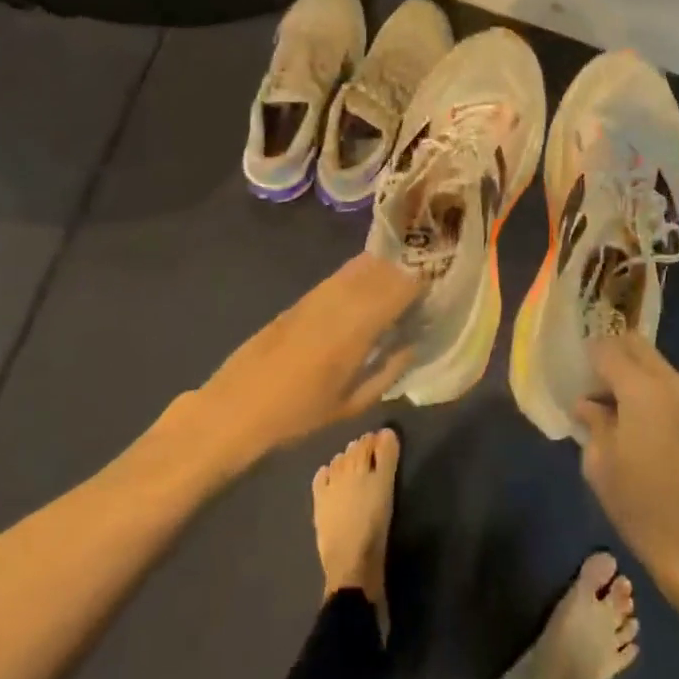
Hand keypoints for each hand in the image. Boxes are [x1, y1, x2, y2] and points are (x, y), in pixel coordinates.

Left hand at [165, 256, 419, 469]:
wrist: (234, 409)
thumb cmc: (296, 415)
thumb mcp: (351, 405)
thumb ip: (388, 372)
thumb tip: (412, 345)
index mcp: (356, 328)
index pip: (400, 287)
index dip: (424, 277)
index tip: (443, 278)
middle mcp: (340, 302)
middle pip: (383, 268)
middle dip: (411, 264)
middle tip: (433, 269)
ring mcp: (319, 296)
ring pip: (362, 266)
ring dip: (388, 262)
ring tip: (410, 267)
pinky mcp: (303, 298)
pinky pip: (342, 274)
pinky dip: (364, 270)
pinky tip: (374, 278)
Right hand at [574, 329, 678, 591]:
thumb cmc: (642, 506)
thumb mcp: (601, 465)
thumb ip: (593, 423)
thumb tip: (588, 404)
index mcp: (643, 390)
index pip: (609, 349)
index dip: (587, 355)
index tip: (572, 372)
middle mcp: (672, 384)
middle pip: (637, 346)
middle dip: (611, 354)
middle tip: (589, 381)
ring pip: (654, 364)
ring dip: (631, 372)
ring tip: (609, 404)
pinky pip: (668, 386)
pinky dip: (647, 388)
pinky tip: (633, 420)